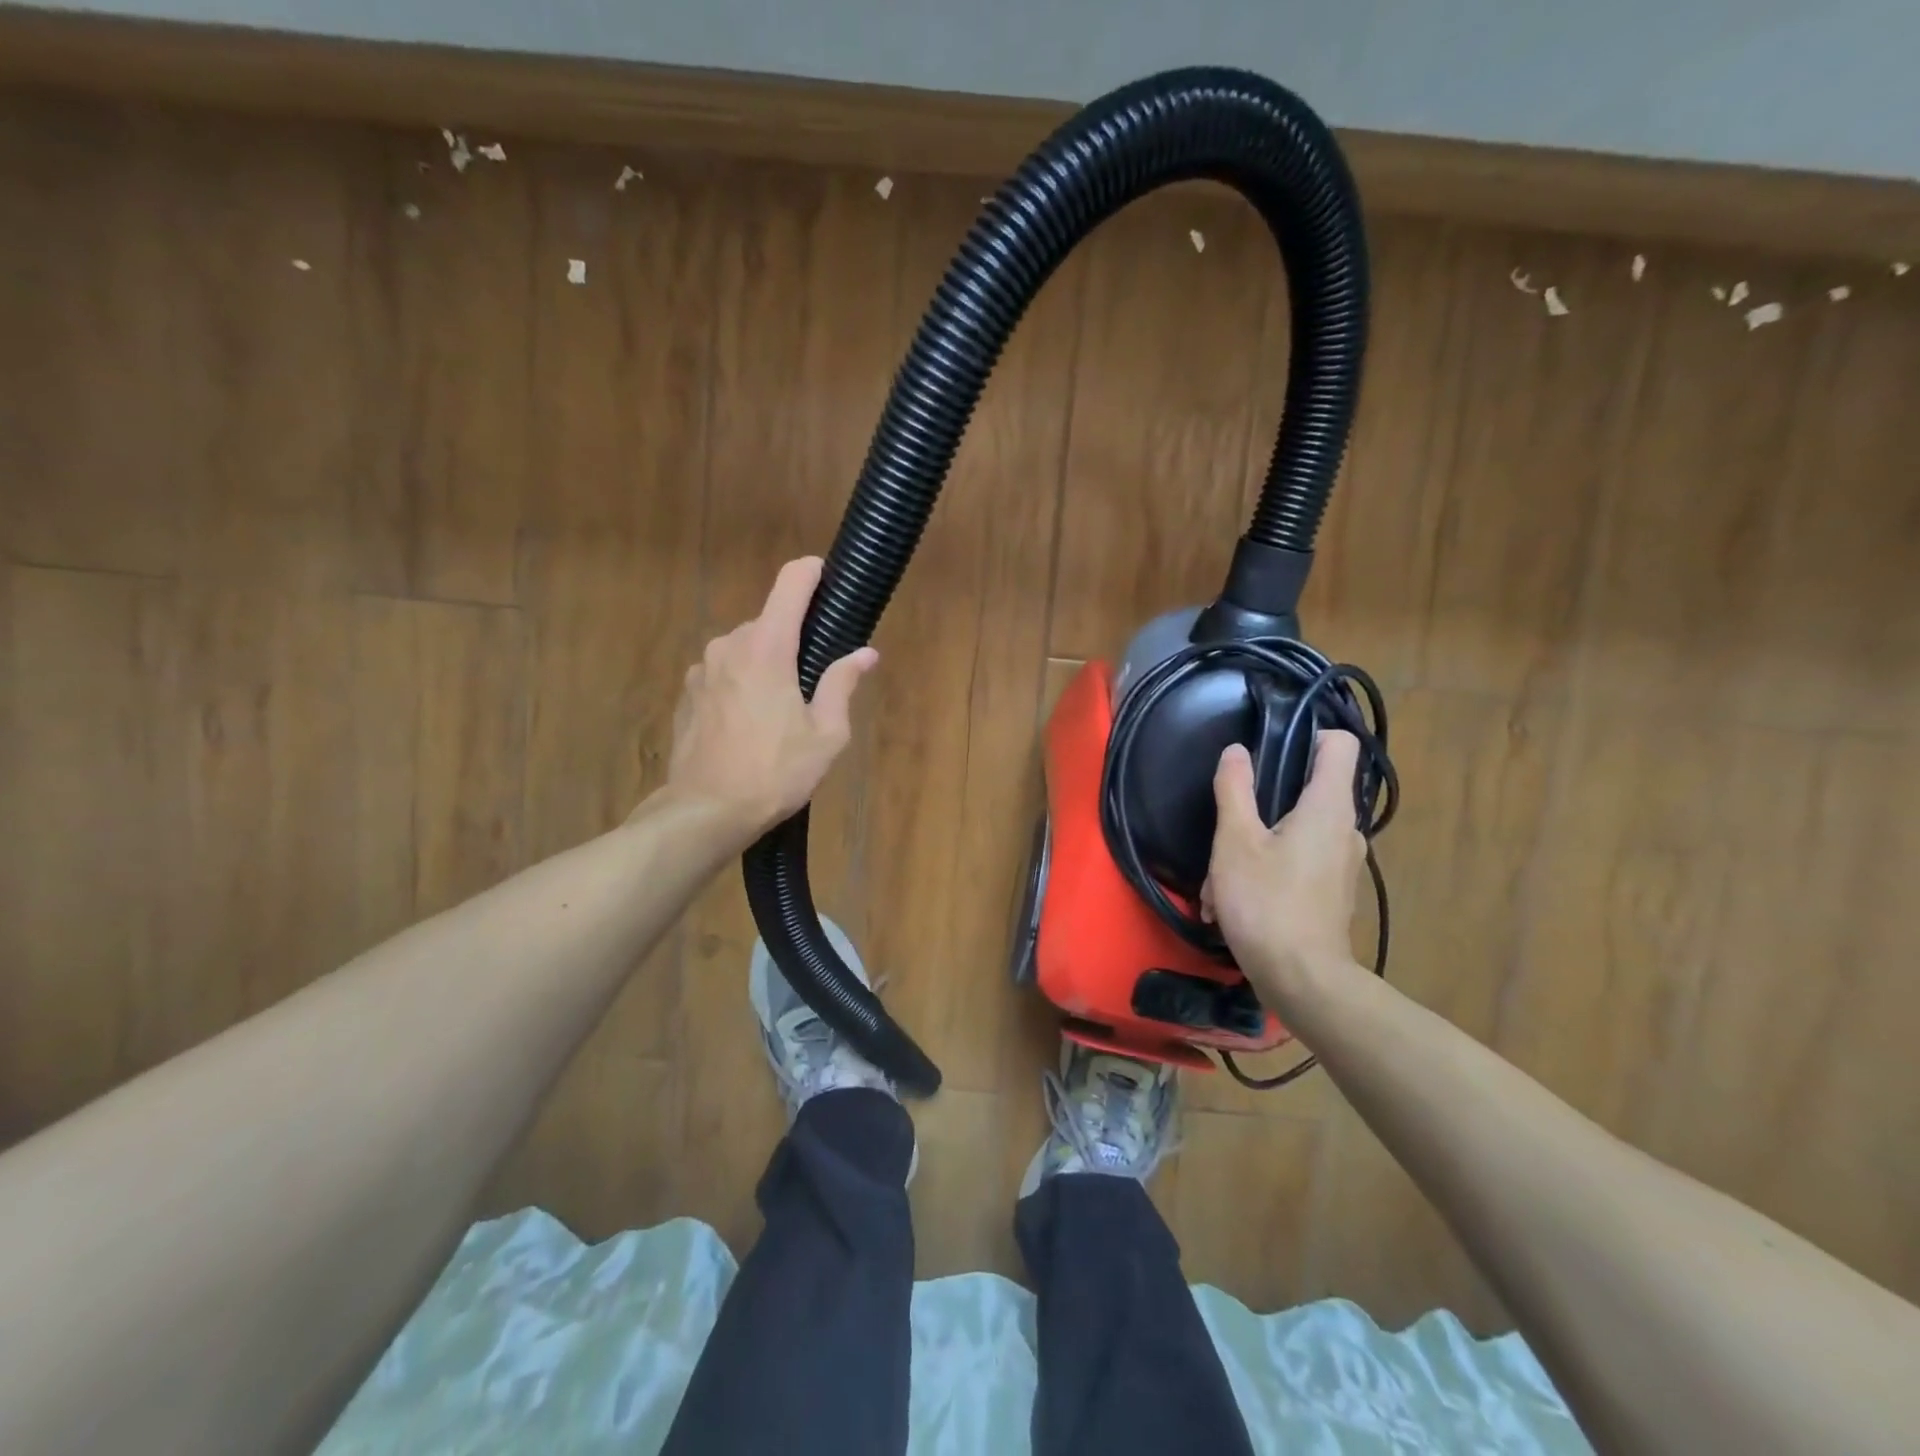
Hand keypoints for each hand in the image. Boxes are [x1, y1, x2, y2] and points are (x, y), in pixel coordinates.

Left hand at [663, 557, 878, 845]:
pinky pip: (724, 673)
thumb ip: (842, 684)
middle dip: (793, 642)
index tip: (829, 579)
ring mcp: (702, 668)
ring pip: (745, 650)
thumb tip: (865, 653)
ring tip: (780, 713)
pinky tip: (749, 726)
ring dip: (766, 666)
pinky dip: (741, 684)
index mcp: (767, 648)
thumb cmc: (775, 772)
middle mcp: (729, 645)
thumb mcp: (826, 734)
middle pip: (770, 623)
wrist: (706, 811)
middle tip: (814, 685)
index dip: (812, 573)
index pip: (790, 583)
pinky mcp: (687, 692)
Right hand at [1202, 731, 1366, 994]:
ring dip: (1254, 846)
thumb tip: (1236, 751)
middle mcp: (1345, 829)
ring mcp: (1342, 863)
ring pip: (1296, 832)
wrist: (1301, 980)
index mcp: (1329, 806)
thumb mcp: (1235, 841)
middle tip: (1228, 824)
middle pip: (1310, 789)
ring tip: (1218, 879)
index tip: (1270, 750)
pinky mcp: (1332, 892)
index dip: (1307, 735)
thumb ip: (1235, 789)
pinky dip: (1267, 871)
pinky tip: (1232, 901)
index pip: (1339, 743)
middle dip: (1263, 802)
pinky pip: (1298, 863)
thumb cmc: (1266, 901)